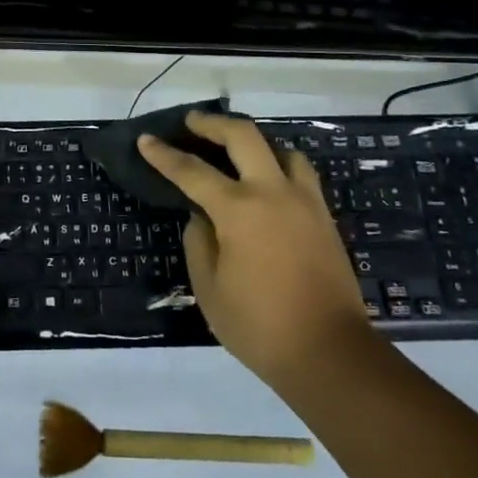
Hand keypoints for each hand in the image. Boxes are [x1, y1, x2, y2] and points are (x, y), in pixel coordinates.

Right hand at [138, 113, 371, 392]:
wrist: (331, 355)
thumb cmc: (260, 326)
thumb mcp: (209, 289)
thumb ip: (199, 243)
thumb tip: (202, 217)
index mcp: (239, 210)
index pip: (192, 171)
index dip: (164, 154)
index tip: (146, 139)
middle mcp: (273, 193)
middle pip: (244, 136)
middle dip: (213, 124)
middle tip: (193, 122)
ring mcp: (305, 202)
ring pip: (281, 149)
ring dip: (255, 142)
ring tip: (237, 151)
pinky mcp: (324, 218)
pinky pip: (300, 174)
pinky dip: (279, 165)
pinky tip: (268, 182)